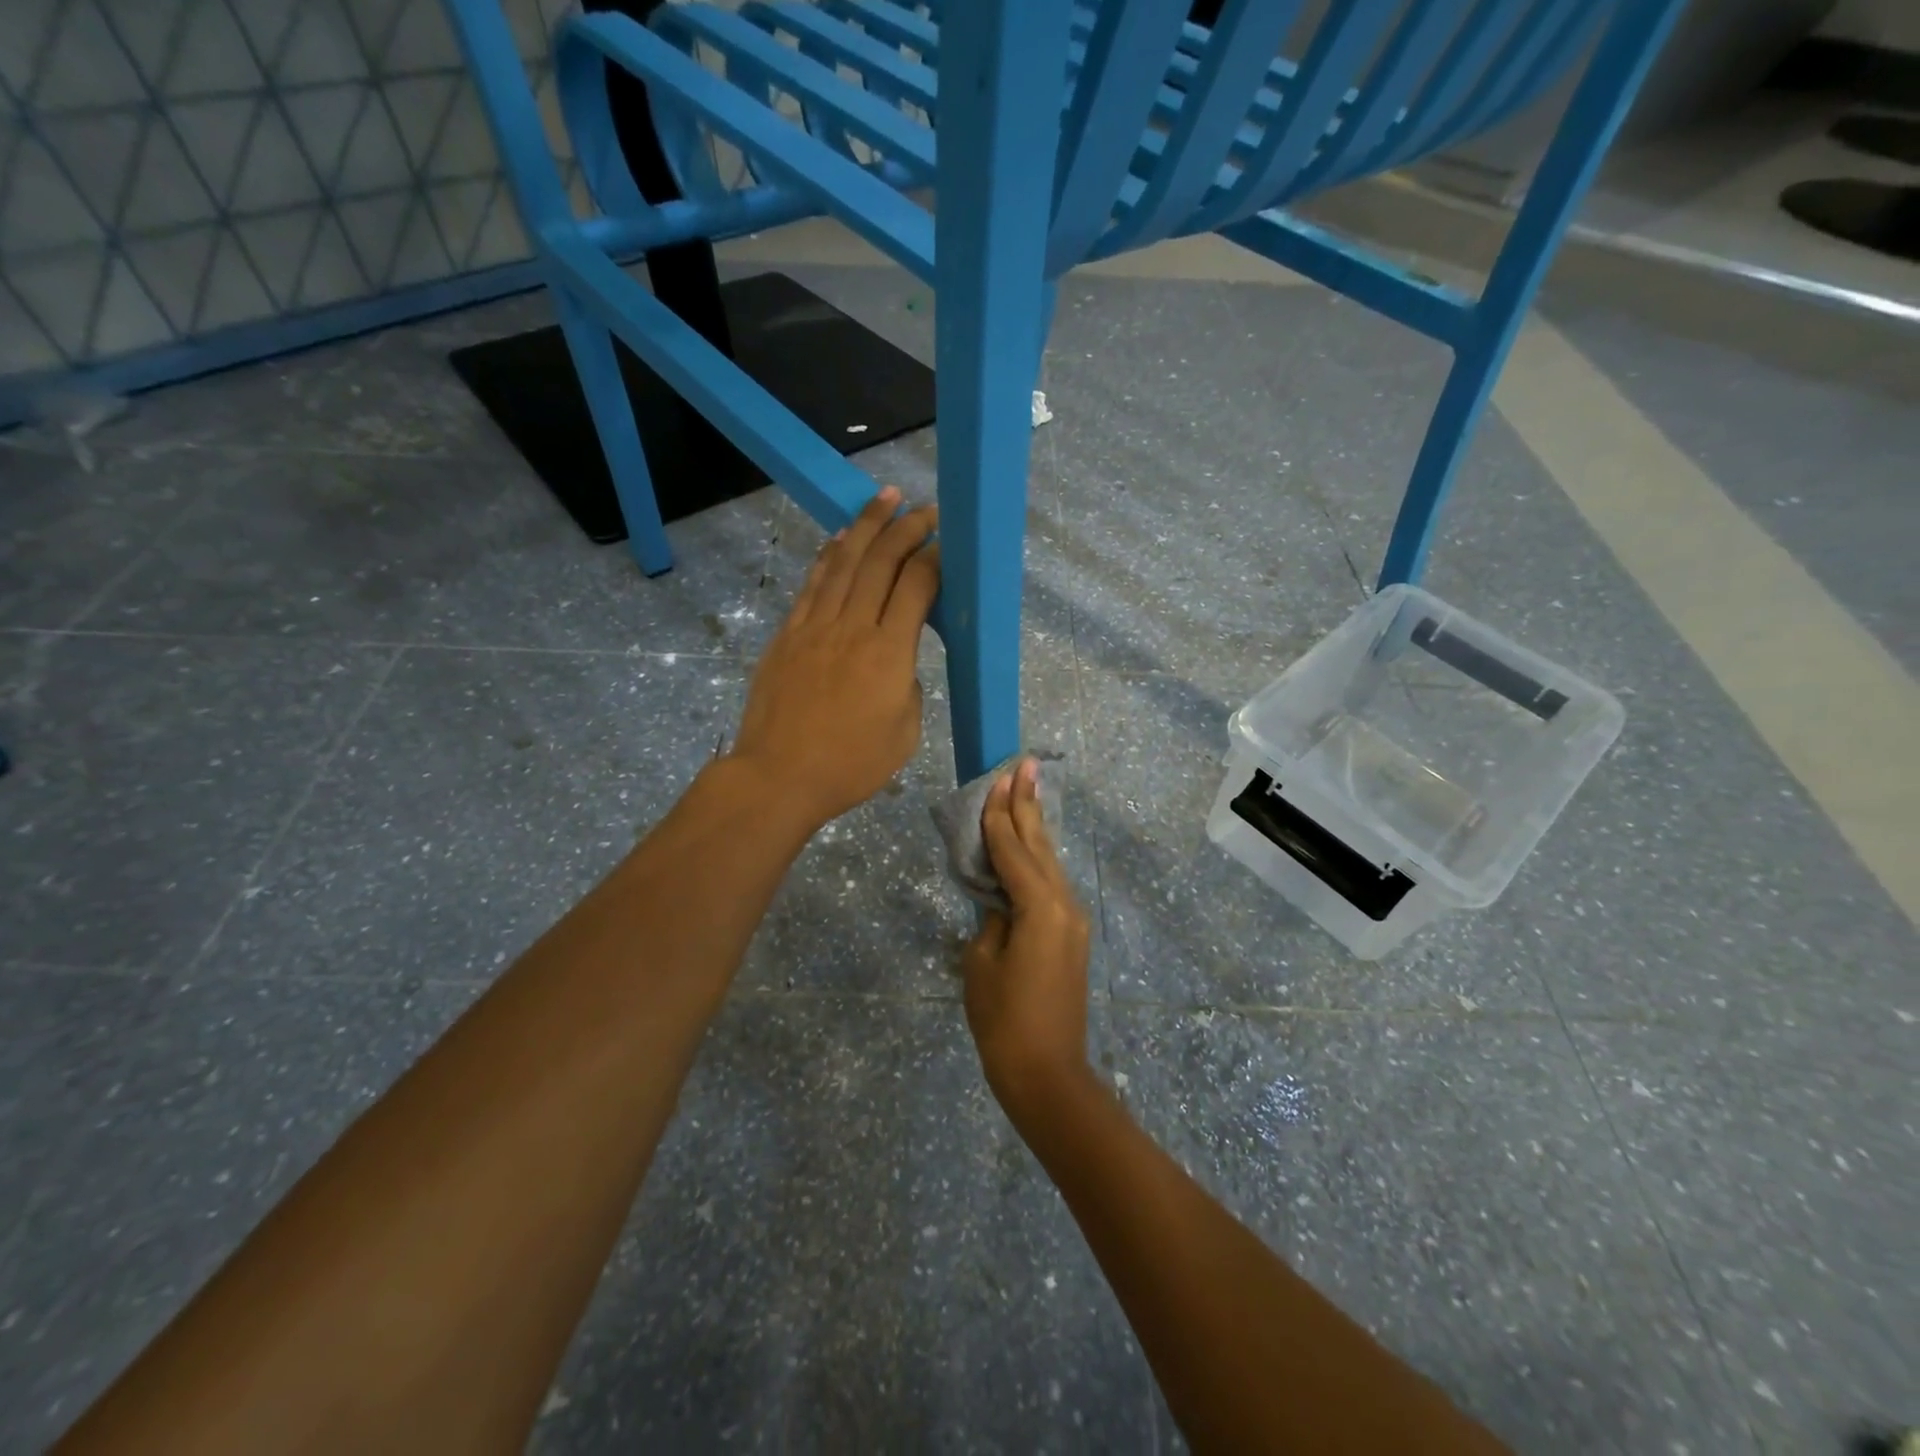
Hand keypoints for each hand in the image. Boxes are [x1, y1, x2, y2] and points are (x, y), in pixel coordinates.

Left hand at [729, 486, 939, 831]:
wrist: (779, 776)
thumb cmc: (850, 765)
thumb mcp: (904, 734)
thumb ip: (909, 687)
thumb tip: (898, 663)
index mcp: (890, 653)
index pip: (916, 587)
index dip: (934, 559)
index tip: (946, 542)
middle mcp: (853, 627)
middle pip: (881, 562)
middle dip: (906, 529)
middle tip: (924, 510)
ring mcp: (815, 626)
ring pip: (844, 562)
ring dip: (866, 526)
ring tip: (884, 499)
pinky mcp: (788, 634)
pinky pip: (812, 584)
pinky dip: (829, 556)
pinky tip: (839, 539)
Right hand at [960, 759, 1092, 1112]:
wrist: (1047, 1074)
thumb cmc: (1004, 1021)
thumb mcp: (981, 963)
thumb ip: (990, 920)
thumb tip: (1000, 903)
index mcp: (1040, 907)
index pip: (1013, 850)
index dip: (1000, 814)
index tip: (998, 778)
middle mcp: (1064, 905)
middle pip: (1040, 845)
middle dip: (1029, 804)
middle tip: (1026, 764)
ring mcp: (1072, 920)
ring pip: (1049, 862)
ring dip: (1035, 828)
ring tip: (1027, 791)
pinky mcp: (1072, 936)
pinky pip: (1051, 885)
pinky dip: (1037, 859)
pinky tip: (1030, 846)